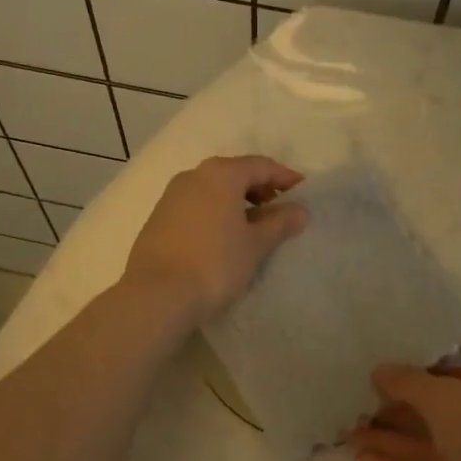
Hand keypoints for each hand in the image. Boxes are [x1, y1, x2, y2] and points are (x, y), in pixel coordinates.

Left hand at [123, 156, 307, 322]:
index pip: (261, 166)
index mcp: (221, 174)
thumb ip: (279, 223)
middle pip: (235, 173)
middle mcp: (194, 175)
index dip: (285, 178)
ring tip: (253, 227)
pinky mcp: (157, 218)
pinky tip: (223, 237)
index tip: (303, 194)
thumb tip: (300, 210)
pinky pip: (196, 205)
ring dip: (236, 202)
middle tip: (279, 210)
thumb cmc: (215, 263)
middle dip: (260, 189)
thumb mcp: (255, 244)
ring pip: (213, 190)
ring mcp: (171, 196)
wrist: (156, 295)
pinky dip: (215, 213)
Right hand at [349, 364, 460, 460]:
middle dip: (398, 413)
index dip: (418, 376)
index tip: (380, 378)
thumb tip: (380, 370)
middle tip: (358, 409)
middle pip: (440, 413)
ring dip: (392, 442)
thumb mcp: (445, 397)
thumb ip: (409, 382)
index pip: (456, 376)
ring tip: (350, 437)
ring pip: (431, 448)